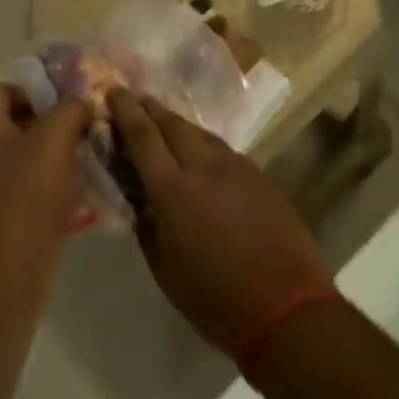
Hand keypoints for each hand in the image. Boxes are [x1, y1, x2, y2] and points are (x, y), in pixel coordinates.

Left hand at [0, 84, 90, 283]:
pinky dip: (54, 184)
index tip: (66, 100)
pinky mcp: (4, 216)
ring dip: (57, 154)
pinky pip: (31, 187)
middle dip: (53, 122)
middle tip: (86, 127)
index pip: (1, 90)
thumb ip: (69, 109)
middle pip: (17, 123)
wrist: (8, 271)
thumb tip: (79, 100)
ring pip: (27, 157)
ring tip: (90, 157)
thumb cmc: (27, 196)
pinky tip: (80, 191)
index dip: (33, 88)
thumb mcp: (54, 140)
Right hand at [108, 90, 331, 356]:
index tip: (112, 91)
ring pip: (201, 133)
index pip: (142, 137)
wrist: (287, 307)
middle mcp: (204, 168)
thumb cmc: (214, 299)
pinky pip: (224, 150)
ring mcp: (238, 169)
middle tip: (134, 100)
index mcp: (173, 190)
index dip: (125, 110)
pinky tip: (200, 154)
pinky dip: (203, 144)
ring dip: (177, 124)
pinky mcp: (260, 178)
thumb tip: (141, 201)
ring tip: (163, 122)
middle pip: (172, 124)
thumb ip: (148, 226)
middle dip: (150, 108)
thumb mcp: (164, 269)